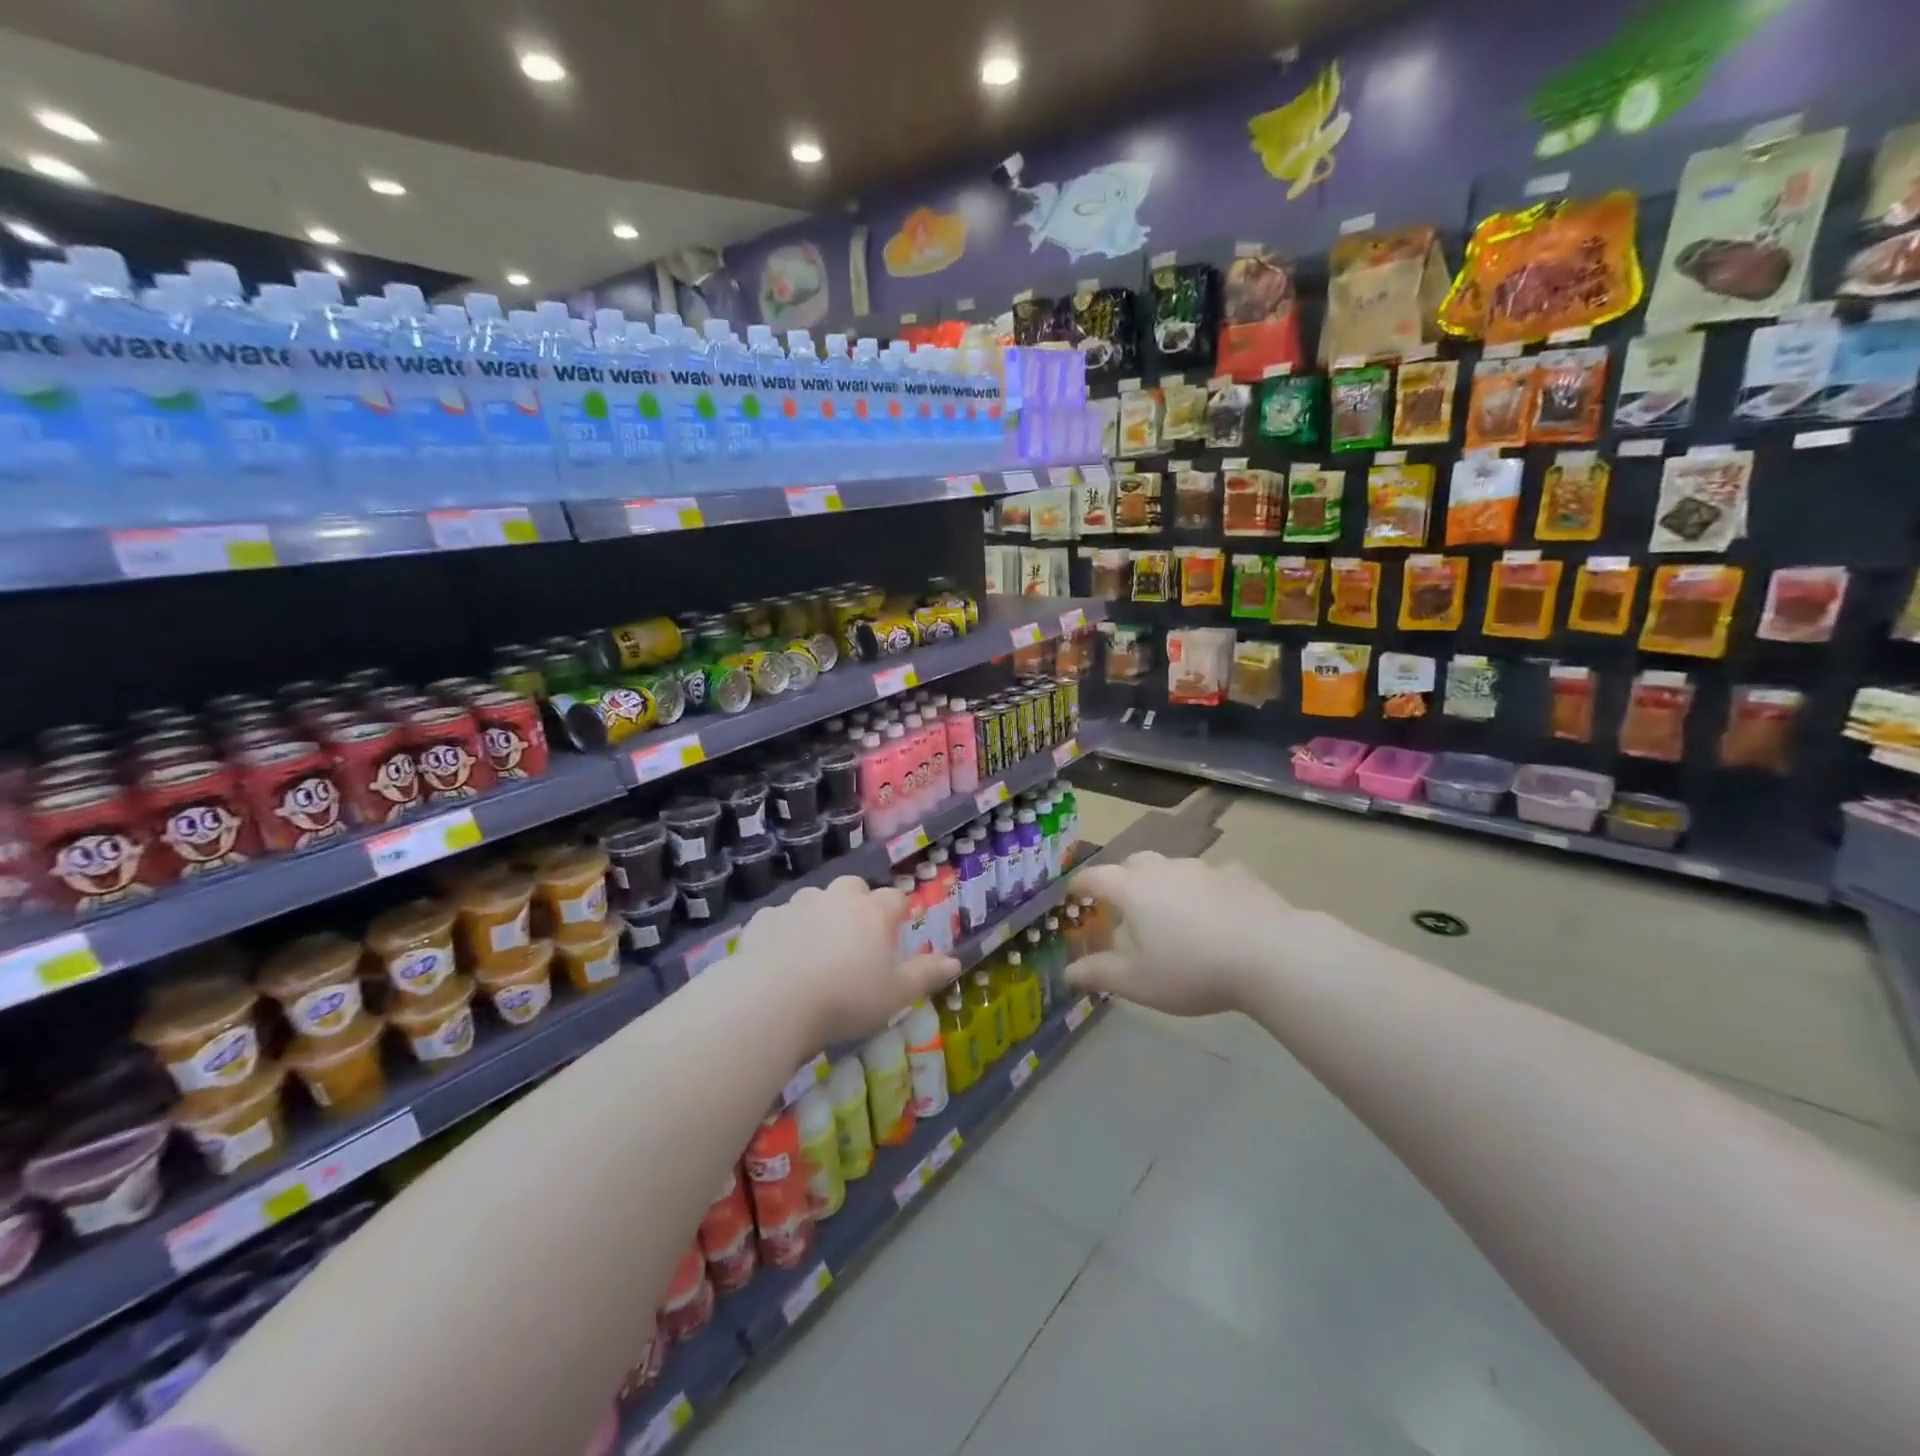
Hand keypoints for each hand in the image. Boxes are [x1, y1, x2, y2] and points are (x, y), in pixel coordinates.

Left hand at [734, 875, 957, 1045]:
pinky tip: (782, 956)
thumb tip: (956, 962)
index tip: (896, 932)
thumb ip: (925, 975)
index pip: (895, 898)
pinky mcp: (764, 918)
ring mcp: (797, 904)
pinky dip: (786, 929)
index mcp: (872, 912)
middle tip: (856, 938)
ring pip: (815, 898)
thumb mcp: (895, 995)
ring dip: (820, 913)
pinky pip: (781, 917)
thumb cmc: (845, 999)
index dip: (898, 913)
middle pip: (854, 887)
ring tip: (817, 948)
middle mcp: (837, 898)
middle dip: (858, 903)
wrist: (772, 1002)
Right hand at [1065, 852, 1302, 1015]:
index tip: (1073, 892)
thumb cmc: (1193, 969)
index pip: (1095, 877)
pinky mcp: (1239, 875)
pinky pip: (1213, 876)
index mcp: (1133, 890)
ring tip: (1171, 909)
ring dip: (1165, 882)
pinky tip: (1217, 909)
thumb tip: (1068, 973)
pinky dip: (1205, 889)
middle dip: (1122, 877)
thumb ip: (1100, 974)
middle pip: (1134, 862)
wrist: (1271, 954)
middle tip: (1122, 901)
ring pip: (1174, 867)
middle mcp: (1164, 869)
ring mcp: (1204, 868)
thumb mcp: (1139, 982)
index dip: (1081, 884)